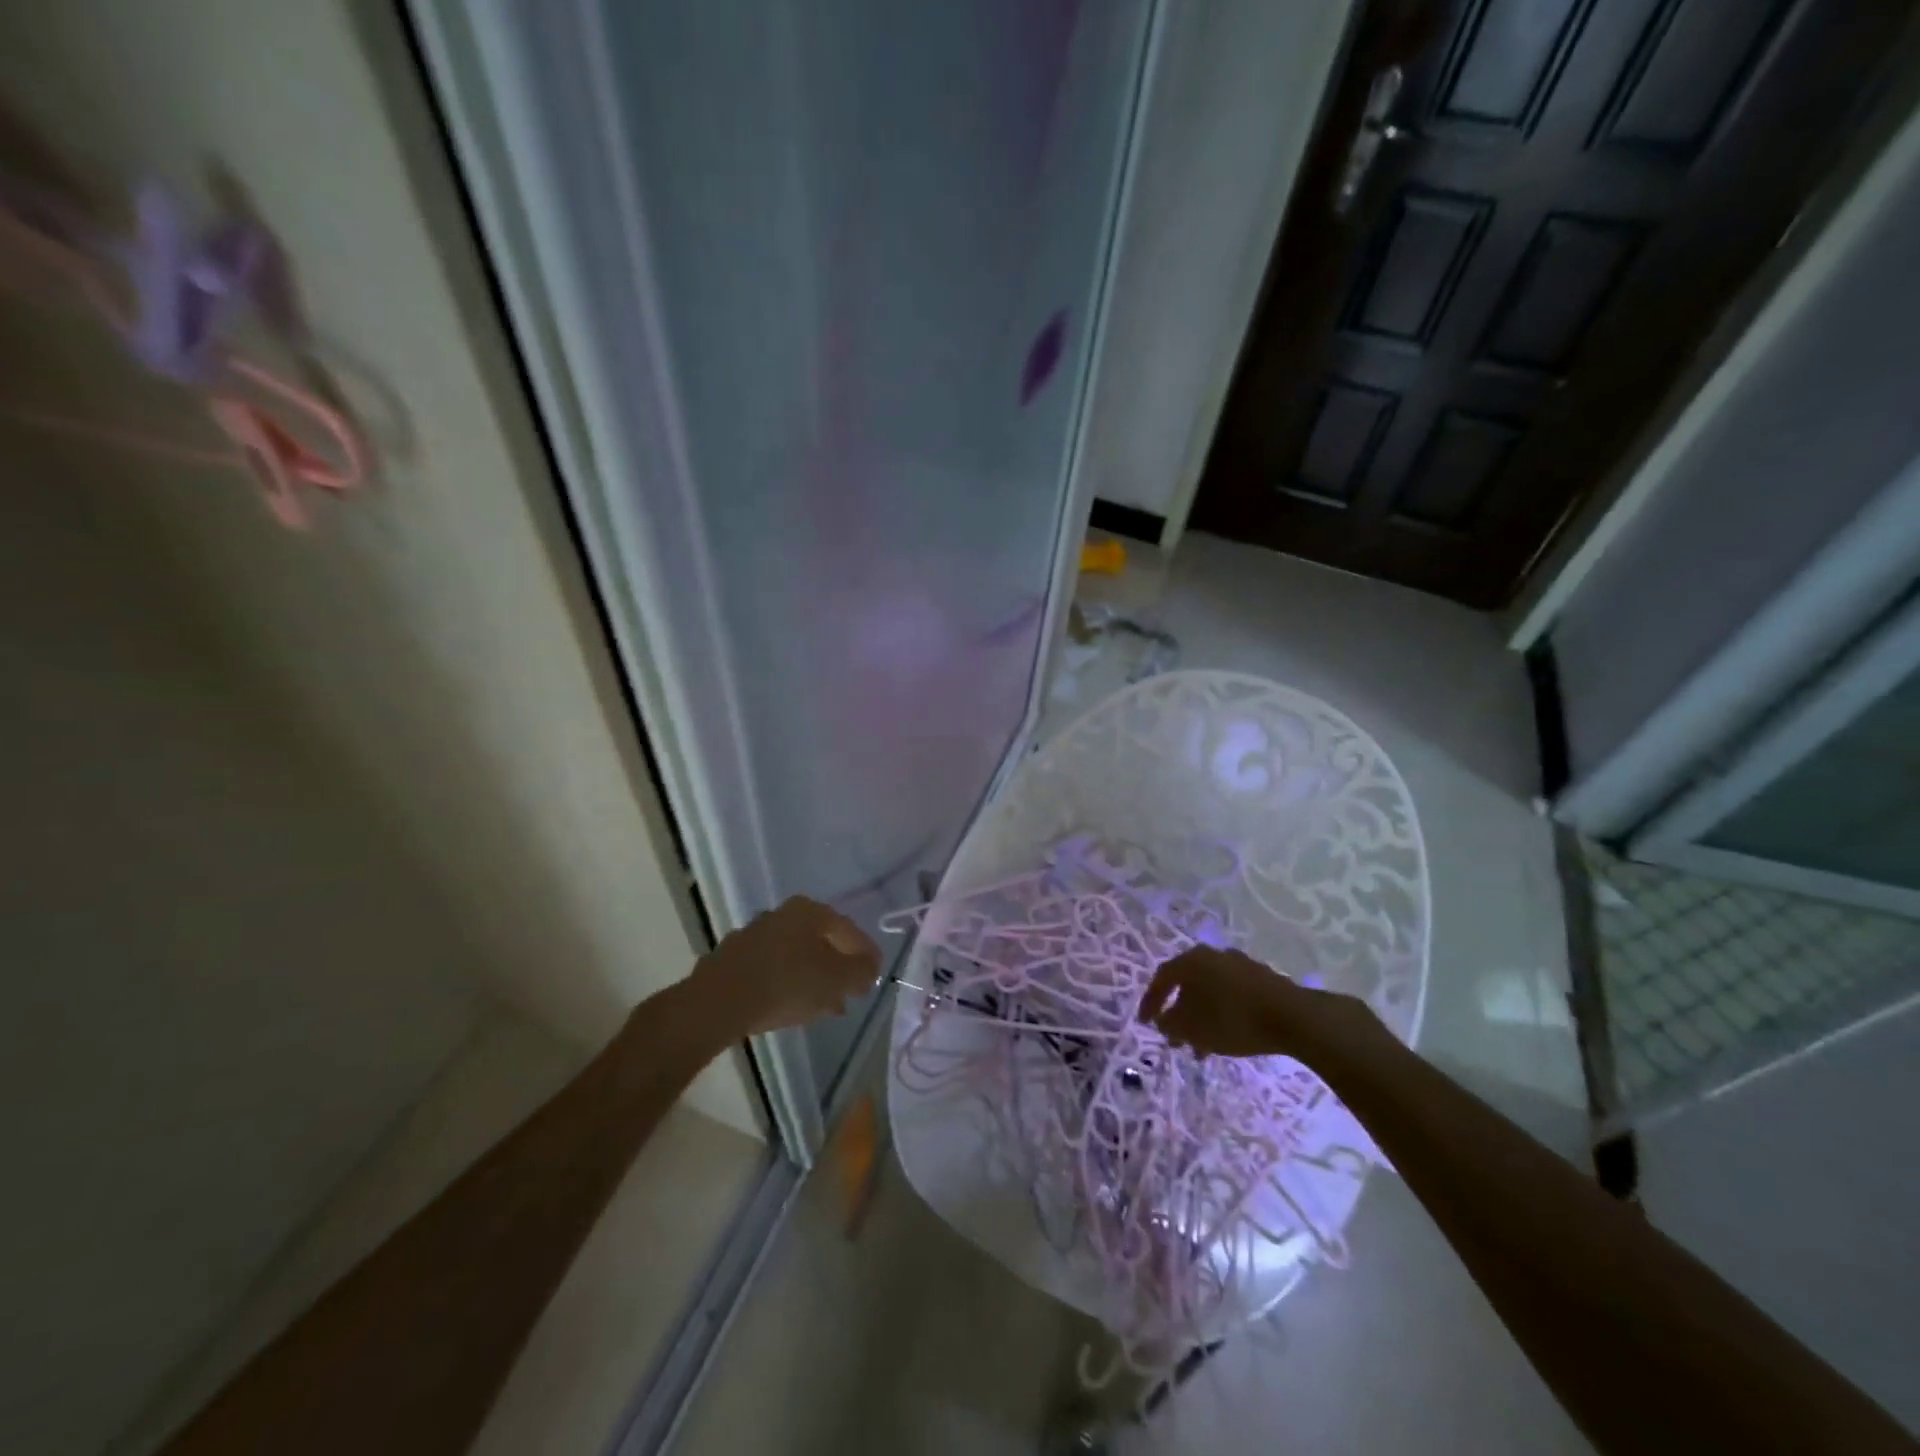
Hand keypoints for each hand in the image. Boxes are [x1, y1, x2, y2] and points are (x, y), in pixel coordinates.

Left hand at [692, 896, 880, 1035]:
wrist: (717, 1003)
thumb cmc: (787, 984)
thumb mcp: (836, 980)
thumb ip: (860, 971)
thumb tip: (870, 966)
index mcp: (809, 911)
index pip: (847, 929)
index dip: (865, 953)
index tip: (875, 974)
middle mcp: (781, 914)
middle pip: (819, 941)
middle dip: (837, 966)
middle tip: (851, 991)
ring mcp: (753, 935)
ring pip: (795, 956)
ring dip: (812, 977)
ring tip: (825, 1006)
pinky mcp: (732, 960)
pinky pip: (772, 970)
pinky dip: (787, 984)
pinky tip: (792, 1006)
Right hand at [1138, 946, 1334, 1058]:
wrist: (1291, 1016)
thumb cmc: (1232, 1019)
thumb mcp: (1192, 1028)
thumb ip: (1170, 1024)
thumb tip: (1163, 1020)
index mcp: (1191, 961)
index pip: (1162, 978)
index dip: (1150, 1001)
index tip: (1145, 1022)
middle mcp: (1212, 956)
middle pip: (1187, 984)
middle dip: (1179, 1012)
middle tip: (1175, 1038)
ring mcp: (1239, 965)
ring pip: (1210, 992)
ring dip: (1201, 1017)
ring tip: (1202, 1047)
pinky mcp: (1261, 978)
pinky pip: (1231, 995)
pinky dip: (1222, 1013)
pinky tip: (1227, 1036)